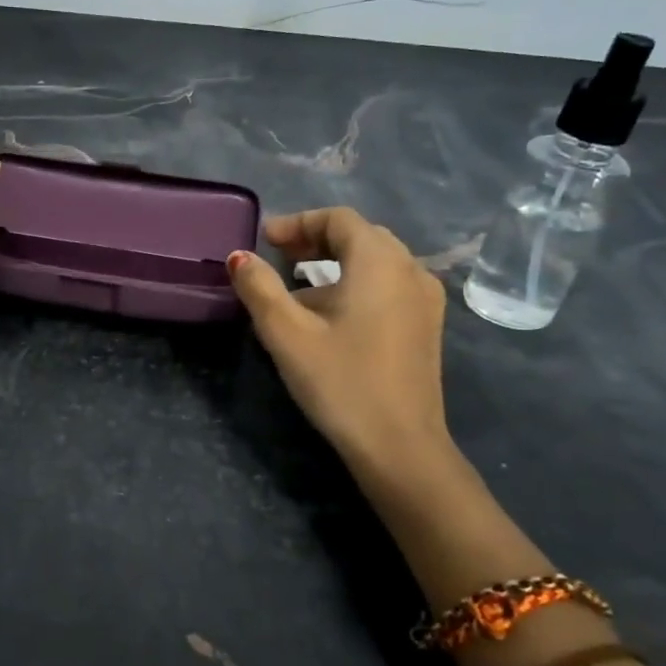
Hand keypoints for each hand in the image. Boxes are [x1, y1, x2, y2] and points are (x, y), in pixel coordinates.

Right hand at [227, 208, 454, 473]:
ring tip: (297, 290)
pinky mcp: (427, 327)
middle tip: (278, 257)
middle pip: (360, 236)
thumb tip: (239, 257)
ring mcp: (425, 300)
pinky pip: (389, 286)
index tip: (264, 241)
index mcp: (380, 261)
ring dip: (335, 264)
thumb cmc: (340, 381)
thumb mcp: (287, 333)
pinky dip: (356, 285)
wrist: (400, 446)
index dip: (297, 223)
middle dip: (316, 240)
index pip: (338, 219)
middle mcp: (410, 269)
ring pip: (376, 262)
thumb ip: (259, 288)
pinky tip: (332, 316)